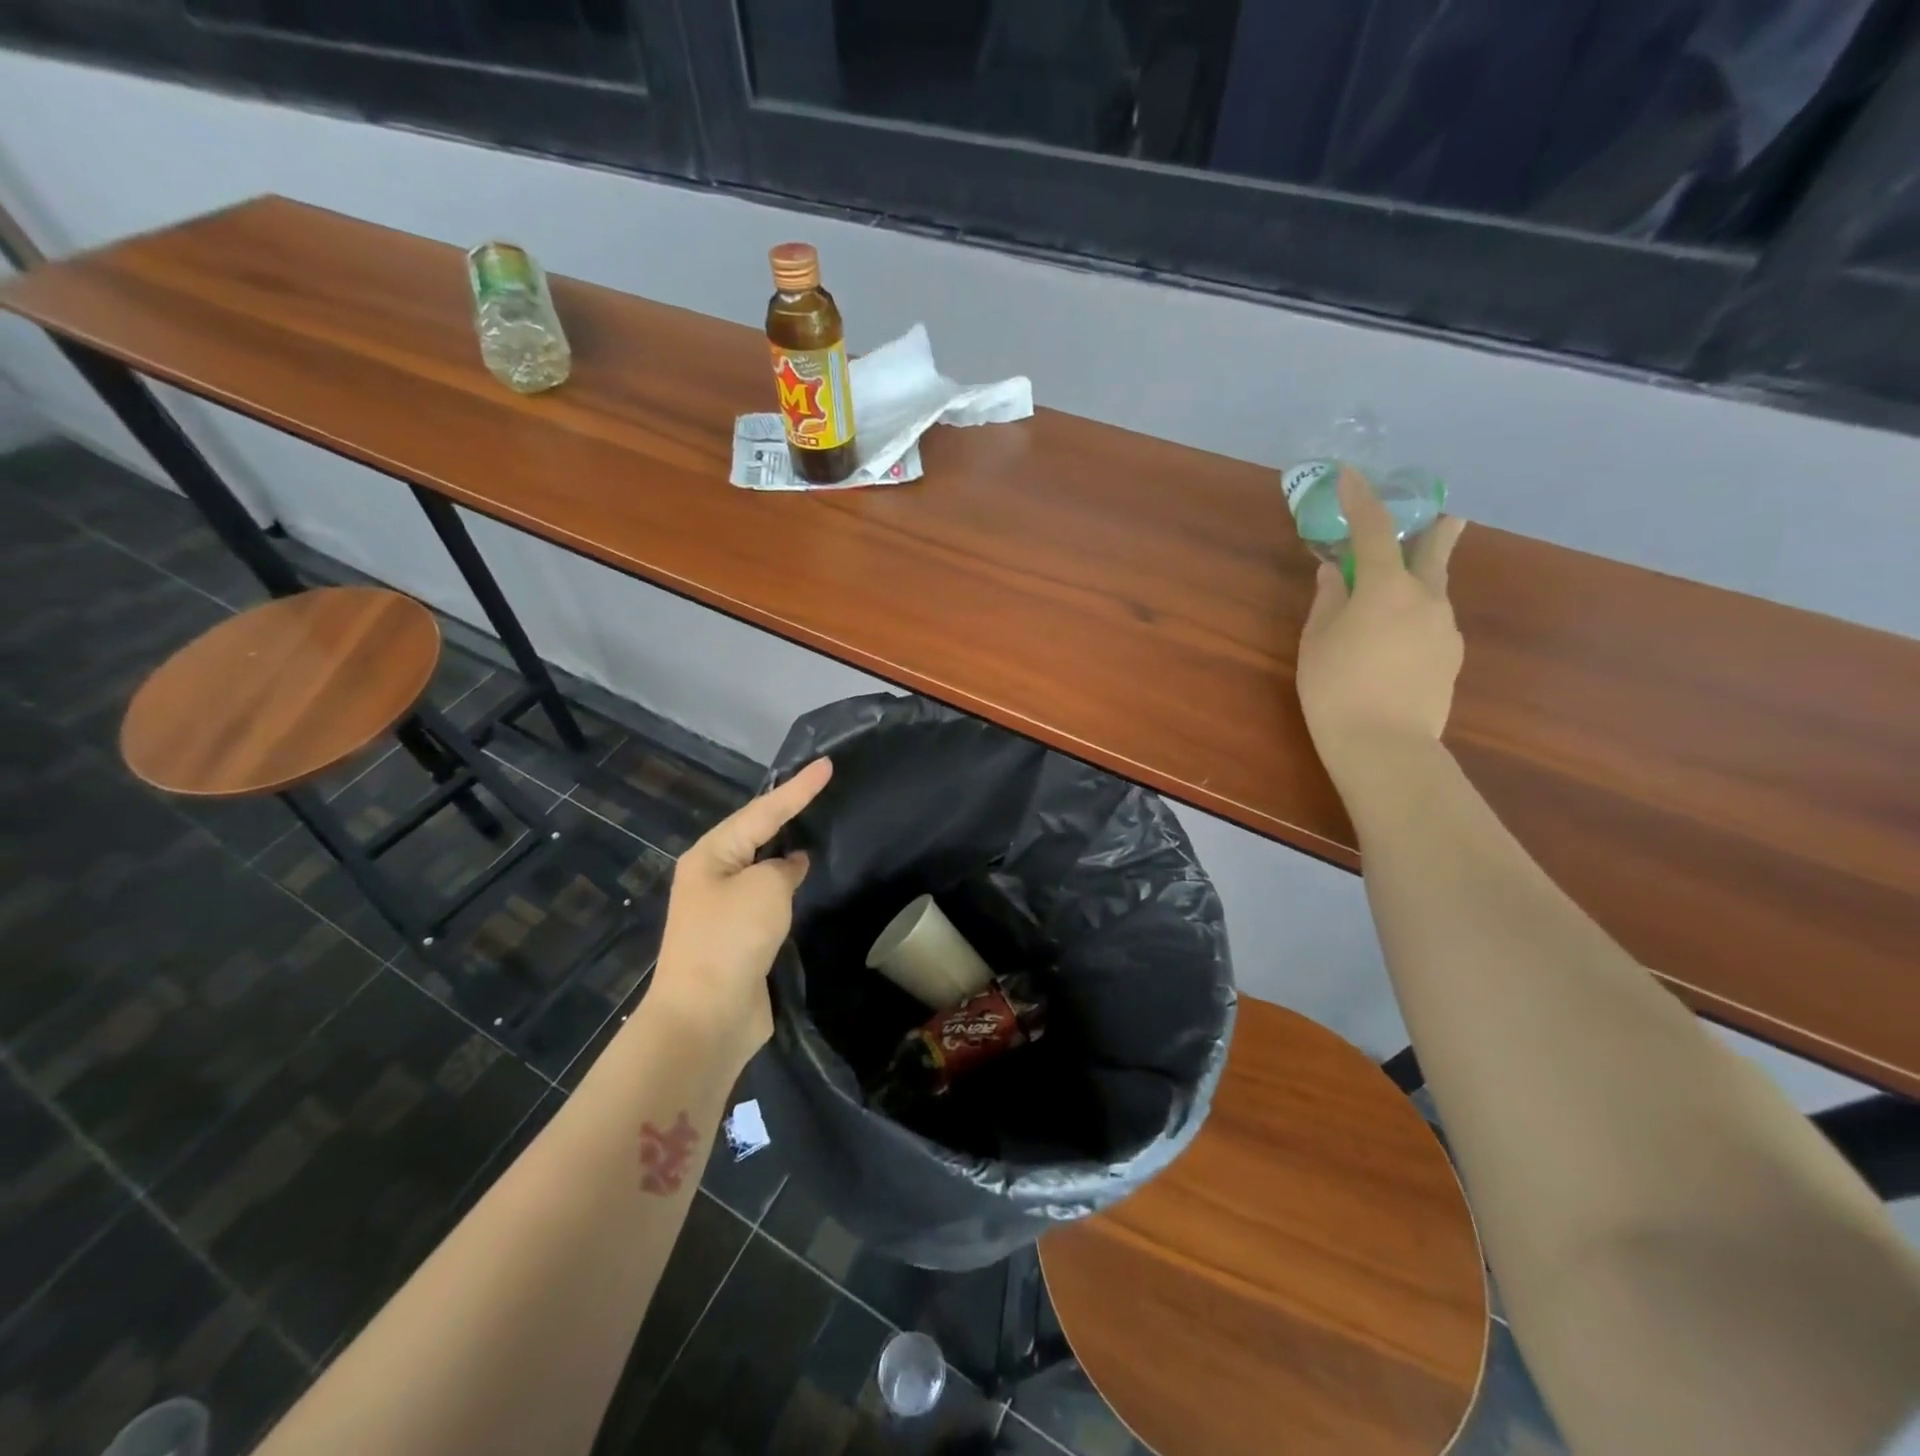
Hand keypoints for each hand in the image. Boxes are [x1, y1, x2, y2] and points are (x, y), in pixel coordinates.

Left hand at [649, 757, 832, 1059]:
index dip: (798, 787)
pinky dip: (788, 885)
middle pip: (757, 833)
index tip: (827, 764)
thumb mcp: (765, 889)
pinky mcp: (739, 937)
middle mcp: (713, 875)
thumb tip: (790, 865)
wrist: (705, 1017)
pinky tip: (807, 880)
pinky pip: (768, 898)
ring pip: (762, 867)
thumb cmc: (731, 940)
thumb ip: (784, 867)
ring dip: (787, 850)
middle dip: (788, 812)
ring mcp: (724, 908)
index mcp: (711, 855)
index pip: (763, 810)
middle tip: (821, 789)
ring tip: (817, 826)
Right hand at [1296, 469, 1466, 786]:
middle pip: (1433, 553)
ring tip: (1399, 594)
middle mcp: (1426, 598)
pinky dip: (1417, 617)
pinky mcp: (1450, 657)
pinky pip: (1433, 622)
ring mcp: (1445, 628)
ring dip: (1420, 581)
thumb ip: (1328, 600)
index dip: (1361, 499)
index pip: (1373, 530)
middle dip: (1435, 531)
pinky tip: (1398, 641)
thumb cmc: (1336, 688)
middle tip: (1446, 517)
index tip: (1351, 475)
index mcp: (1386, 588)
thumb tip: (1335, 572)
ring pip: (1434, 591)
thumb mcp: (1317, 641)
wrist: (1385, 746)